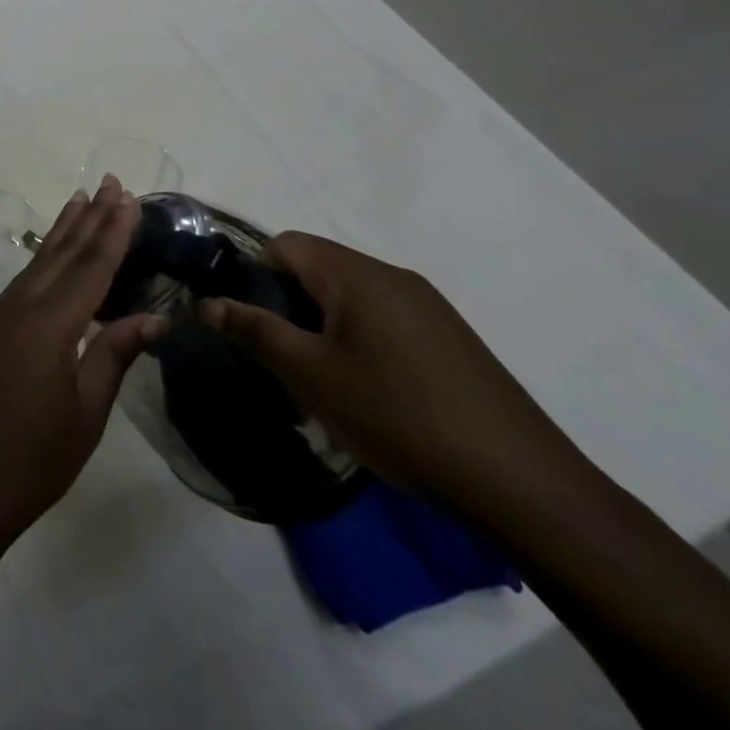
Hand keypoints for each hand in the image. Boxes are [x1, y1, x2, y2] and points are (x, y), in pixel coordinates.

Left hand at [0, 177, 167, 557]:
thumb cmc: (31, 459)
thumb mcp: (86, 413)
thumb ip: (114, 356)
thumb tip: (153, 317)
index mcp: (49, 323)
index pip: (91, 267)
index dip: (113, 232)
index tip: (129, 198)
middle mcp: (19, 306)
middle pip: (61, 253)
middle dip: (88, 217)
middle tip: (110, 182)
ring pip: (37, 263)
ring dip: (62, 232)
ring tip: (81, 201)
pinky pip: (21, 282)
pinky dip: (43, 261)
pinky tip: (52, 259)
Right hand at [202, 231, 592, 527]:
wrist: (523, 484)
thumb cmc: (399, 416)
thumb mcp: (311, 375)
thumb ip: (254, 331)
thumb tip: (206, 303)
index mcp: (357, 275)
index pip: (285, 245)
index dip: (255, 276)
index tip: (251, 324)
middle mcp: (393, 277)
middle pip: (317, 269)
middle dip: (287, 307)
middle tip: (280, 360)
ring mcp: (428, 307)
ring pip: (349, 299)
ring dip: (321, 330)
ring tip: (321, 384)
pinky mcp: (449, 339)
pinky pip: (382, 321)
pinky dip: (358, 344)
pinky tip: (368, 395)